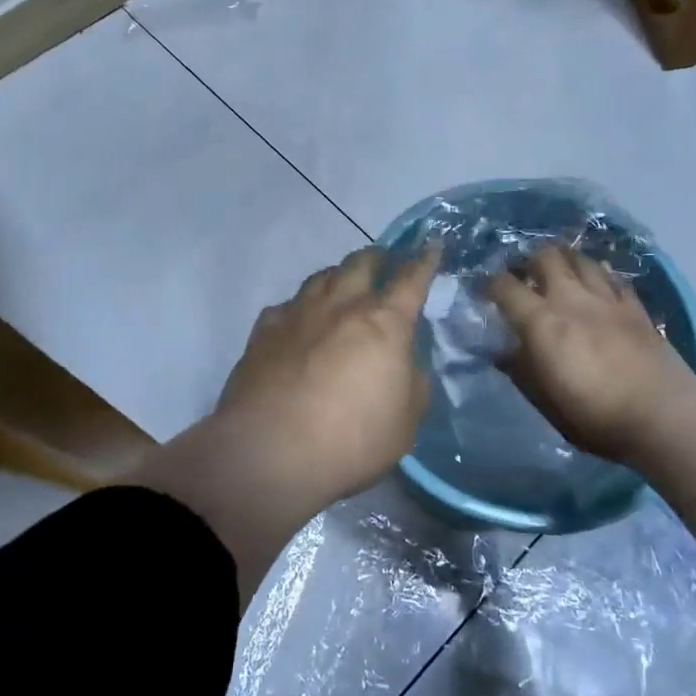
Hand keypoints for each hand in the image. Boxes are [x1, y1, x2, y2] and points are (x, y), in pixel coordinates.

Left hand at [137, 246, 440, 600]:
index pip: (412, 278)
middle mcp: (342, 305)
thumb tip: (403, 361)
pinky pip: (287, 305)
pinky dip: (300, 308)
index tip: (431, 245)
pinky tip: (299, 322)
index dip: (425, 260)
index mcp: (385, 322)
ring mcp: (299, 313)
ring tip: (343, 285)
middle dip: (378, 257)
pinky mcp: (264, 330)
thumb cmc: (352, 439)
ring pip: (322, 276)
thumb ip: (412, 381)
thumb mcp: (406, 420)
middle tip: (385, 263)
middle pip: (362, 262)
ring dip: (339, 275)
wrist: (271, 450)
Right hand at [487, 245, 695, 530]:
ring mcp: (607, 299)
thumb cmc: (594, 415)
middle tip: (524, 275)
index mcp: (540, 321)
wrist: (663, 417)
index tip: (485, 292)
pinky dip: (599, 276)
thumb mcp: (544, 400)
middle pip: (545, 256)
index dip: (490, 284)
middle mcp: (570, 298)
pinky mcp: (636, 307)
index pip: (505, 286)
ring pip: (581, 259)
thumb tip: (501, 350)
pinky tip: (598, 285)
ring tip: (560, 272)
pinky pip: (613, 278)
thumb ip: (520, 369)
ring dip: (565, 260)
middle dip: (529, 261)